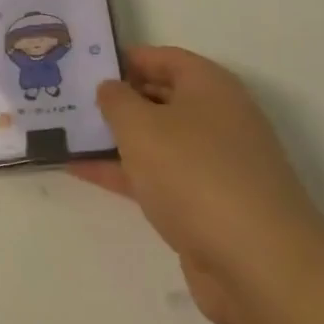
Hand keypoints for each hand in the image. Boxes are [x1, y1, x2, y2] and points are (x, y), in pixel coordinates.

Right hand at [74, 46, 323, 323]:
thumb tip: (110, 89)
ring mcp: (213, 165)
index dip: (123, 58)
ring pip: (155, 140)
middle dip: (115, 98)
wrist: (259, 265)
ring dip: (114, 138)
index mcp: (210, 87)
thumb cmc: (195, 173)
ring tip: (64, 132)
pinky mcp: (205, 205)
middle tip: (67, 97)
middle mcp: (216, 119)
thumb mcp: (140, 125)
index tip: (83, 65)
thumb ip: (116, 100)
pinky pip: (155, 177)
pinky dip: (122, 172)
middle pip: (159, 97)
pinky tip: (79, 171)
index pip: (162, 57)